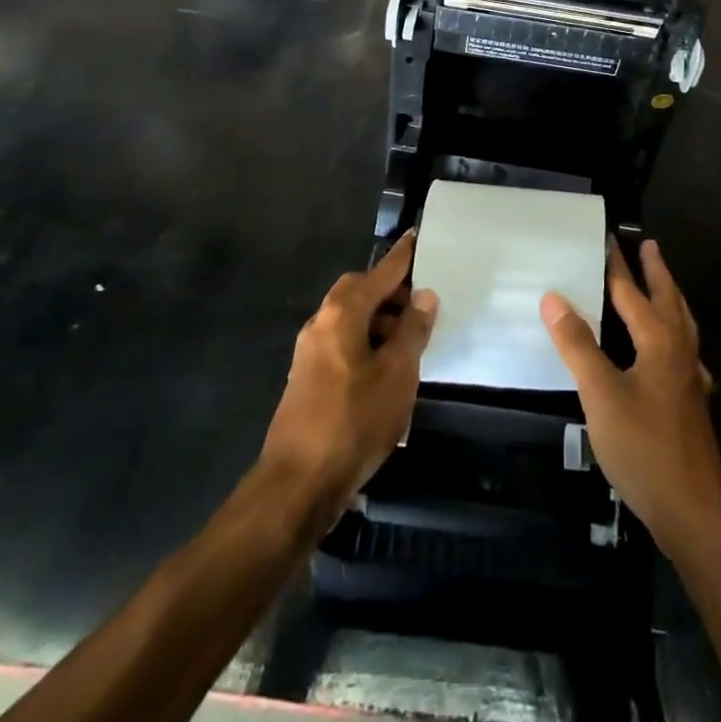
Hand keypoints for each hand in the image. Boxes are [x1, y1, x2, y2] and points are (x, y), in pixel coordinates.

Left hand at [259, 232, 436, 524]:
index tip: (417, 236)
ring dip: (380, 321)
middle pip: (360, 292)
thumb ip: (412, 330)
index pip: (380, 272)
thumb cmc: (354, 420)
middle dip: (391, 292)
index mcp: (342, 312)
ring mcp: (310, 353)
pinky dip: (367, 344)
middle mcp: (321, 323)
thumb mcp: (397, 373)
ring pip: (351, 320)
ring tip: (412, 339)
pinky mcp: (308, 380)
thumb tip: (423, 295)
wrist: (297, 485)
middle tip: (422, 301)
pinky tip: (388, 370)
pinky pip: (344, 344)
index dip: (403, 257)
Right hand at [542, 239, 720, 554]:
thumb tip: (553, 297)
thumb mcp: (601, 394)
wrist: (693, 510)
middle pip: (667, 299)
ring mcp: (691, 377)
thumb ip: (577, 344)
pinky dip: (677, 334)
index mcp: (658, 341)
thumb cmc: (643, 447)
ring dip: (670, 297)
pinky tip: (672, 351)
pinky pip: (686, 350)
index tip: (609, 238)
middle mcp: (679, 350)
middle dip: (655, 271)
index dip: (618, 266)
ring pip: (682, 323)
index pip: (631, 293)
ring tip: (662, 284)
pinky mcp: (693, 401)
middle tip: (648, 245)